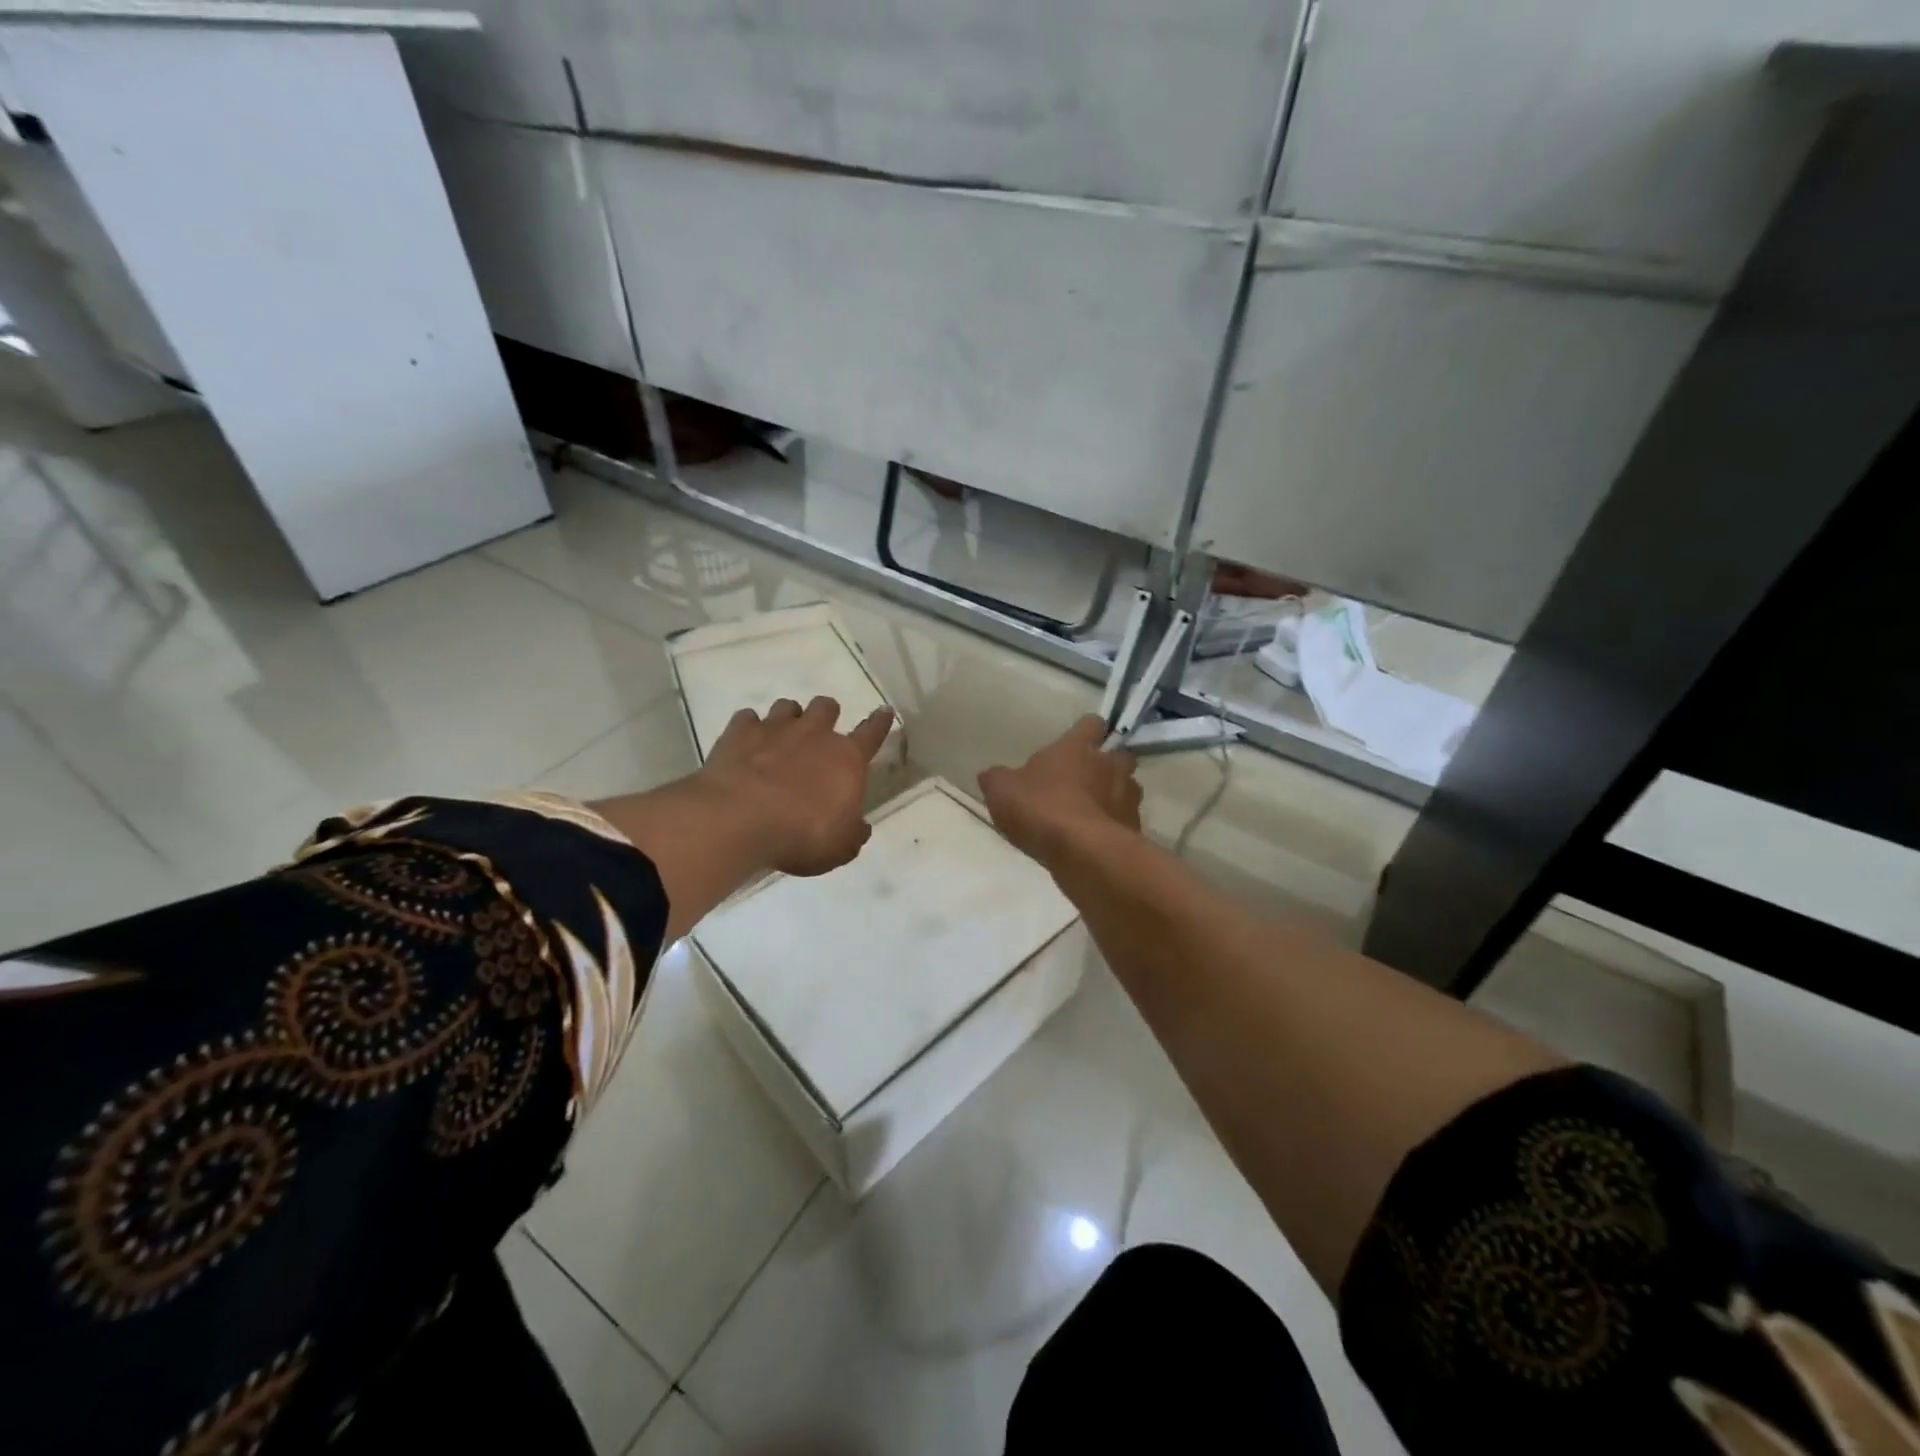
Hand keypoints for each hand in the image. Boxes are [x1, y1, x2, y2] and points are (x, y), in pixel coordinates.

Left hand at [698, 696, 894, 876]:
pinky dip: (749, 729)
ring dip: (789, 718)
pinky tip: (745, 745)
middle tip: (820, 733)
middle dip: (827, 715)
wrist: (738, 821)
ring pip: (787, 706)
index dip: (880, 722)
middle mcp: (814, 734)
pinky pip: (747, 718)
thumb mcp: (840, 848)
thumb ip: (852, 833)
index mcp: (847, 759)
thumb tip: (860, 827)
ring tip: (782, 737)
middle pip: (826, 707)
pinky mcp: (738, 733)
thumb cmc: (801, 835)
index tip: (884, 710)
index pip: (872, 733)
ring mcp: (774, 729)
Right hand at [977, 715, 1141, 863]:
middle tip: (1087, 778)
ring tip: (1092, 812)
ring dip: (1114, 795)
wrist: (1082, 852)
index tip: (1076, 742)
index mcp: (1078, 747)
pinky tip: (1096, 840)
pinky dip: (1114, 826)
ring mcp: (1128, 797)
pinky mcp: (1134, 828)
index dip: (1086, 731)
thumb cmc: (1041, 808)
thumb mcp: (1001, 791)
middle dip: (1108, 763)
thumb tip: (990, 775)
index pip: (1092, 723)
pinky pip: (1126, 821)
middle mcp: (1110, 765)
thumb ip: (996, 779)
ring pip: (1128, 787)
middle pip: (1120, 754)